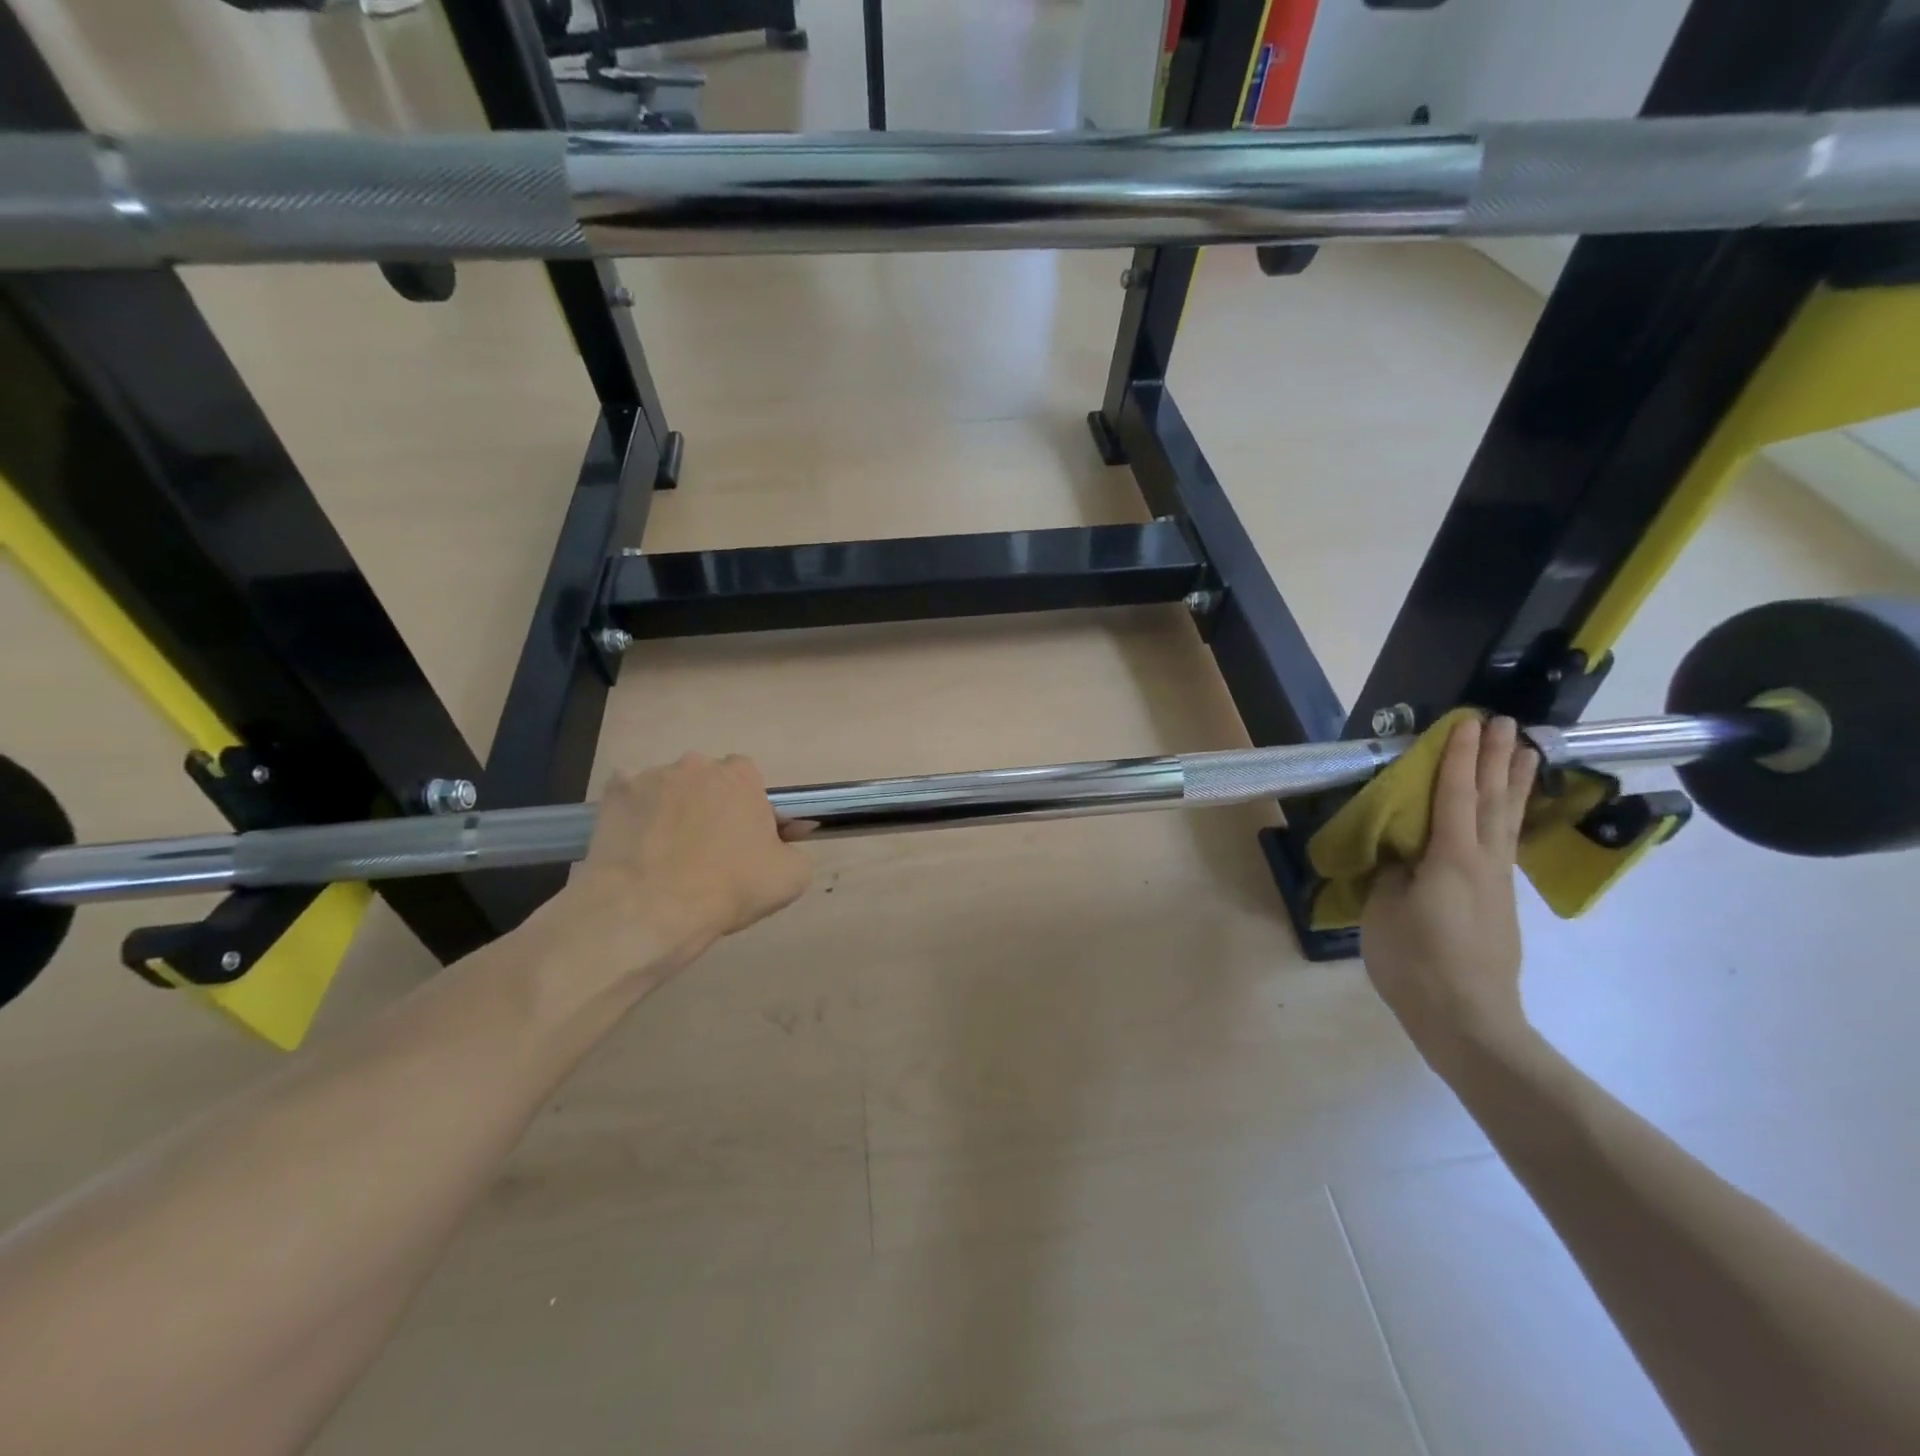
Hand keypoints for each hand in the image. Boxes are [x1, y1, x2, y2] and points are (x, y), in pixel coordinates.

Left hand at [544, 753, 812, 989]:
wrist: (650, 910)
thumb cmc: (729, 888)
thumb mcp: (790, 877)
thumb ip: (794, 850)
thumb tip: (785, 842)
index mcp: (741, 776)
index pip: (749, 779)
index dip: (748, 809)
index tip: (744, 839)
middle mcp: (697, 765)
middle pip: (707, 781)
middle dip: (707, 805)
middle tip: (706, 850)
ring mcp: (651, 776)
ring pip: (667, 790)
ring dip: (670, 811)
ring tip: (664, 857)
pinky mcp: (613, 794)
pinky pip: (629, 801)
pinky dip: (633, 819)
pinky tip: (634, 850)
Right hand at [1360, 716, 1538, 1064]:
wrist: (1468, 1020)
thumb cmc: (1416, 961)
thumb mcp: (1385, 910)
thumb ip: (1394, 873)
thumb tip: (1402, 856)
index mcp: (1451, 858)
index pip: (1454, 794)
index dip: (1457, 758)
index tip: (1466, 723)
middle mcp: (1483, 862)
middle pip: (1491, 800)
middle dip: (1498, 759)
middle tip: (1507, 723)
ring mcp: (1497, 884)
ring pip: (1507, 821)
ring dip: (1515, 784)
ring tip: (1527, 752)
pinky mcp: (1499, 905)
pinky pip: (1504, 844)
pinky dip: (1507, 817)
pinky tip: (1506, 816)